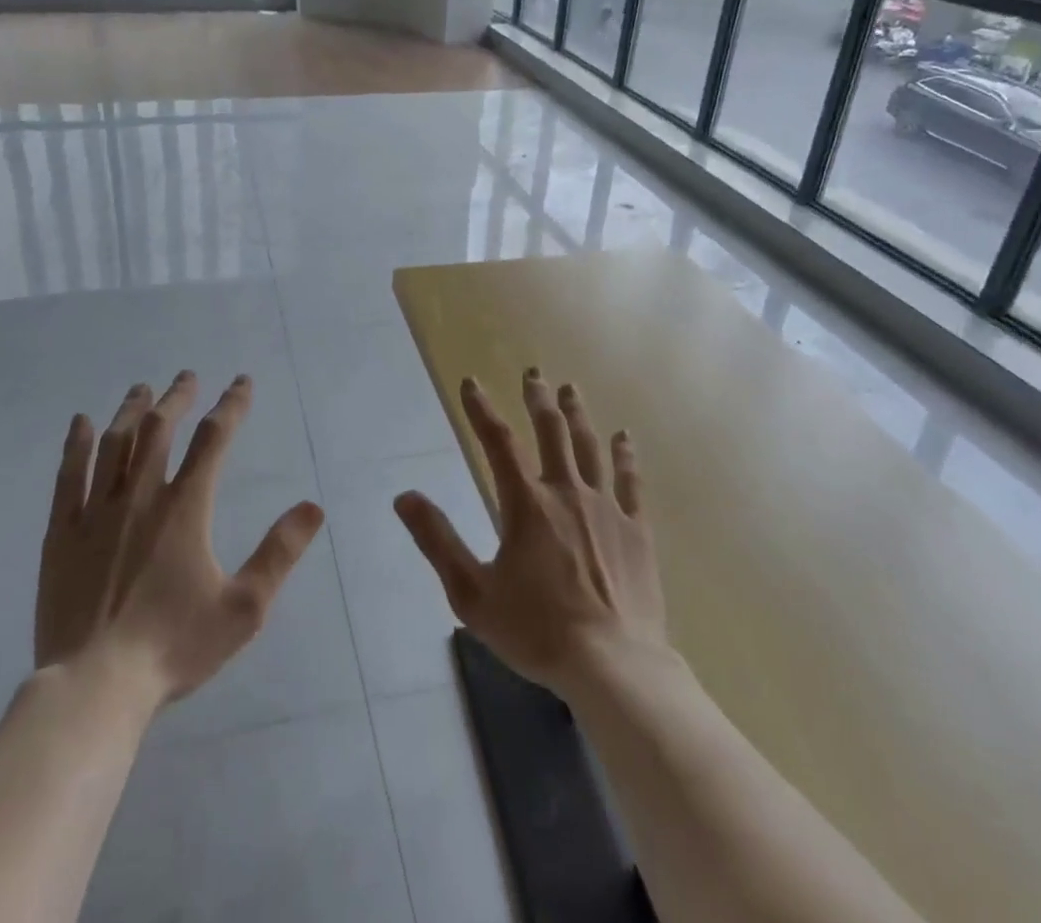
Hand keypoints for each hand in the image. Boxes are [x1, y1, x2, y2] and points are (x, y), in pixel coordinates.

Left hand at [35, 372, 323, 708]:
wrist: (95, 687)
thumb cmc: (173, 646)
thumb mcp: (243, 607)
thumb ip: (279, 553)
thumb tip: (314, 506)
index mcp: (185, 507)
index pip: (214, 439)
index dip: (231, 405)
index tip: (241, 383)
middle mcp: (140, 496)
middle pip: (160, 428)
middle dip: (178, 397)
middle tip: (188, 377)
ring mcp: (96, 512)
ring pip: (115, 443)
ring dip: (132, 410)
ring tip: (142, 389)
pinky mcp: (62, 533)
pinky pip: (68, 475)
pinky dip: (76, 444)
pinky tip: (81, 423)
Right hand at [394, 369, 666, 694]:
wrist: (614, 666)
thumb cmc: (537, 630)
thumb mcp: (472, 593)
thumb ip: (438, 541)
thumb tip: (404, 496)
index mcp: (526, 505)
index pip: (497, 443)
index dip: (481, 410)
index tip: (470, 383)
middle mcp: (566, 493)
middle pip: (552, 432)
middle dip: (538, 399)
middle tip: (533, 373)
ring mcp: (606, 508)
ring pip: (590, 447)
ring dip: (578, 414)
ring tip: (570, 389)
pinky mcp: (636, 530)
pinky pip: (631, 481)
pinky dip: (625, 455)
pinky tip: (624, 436)